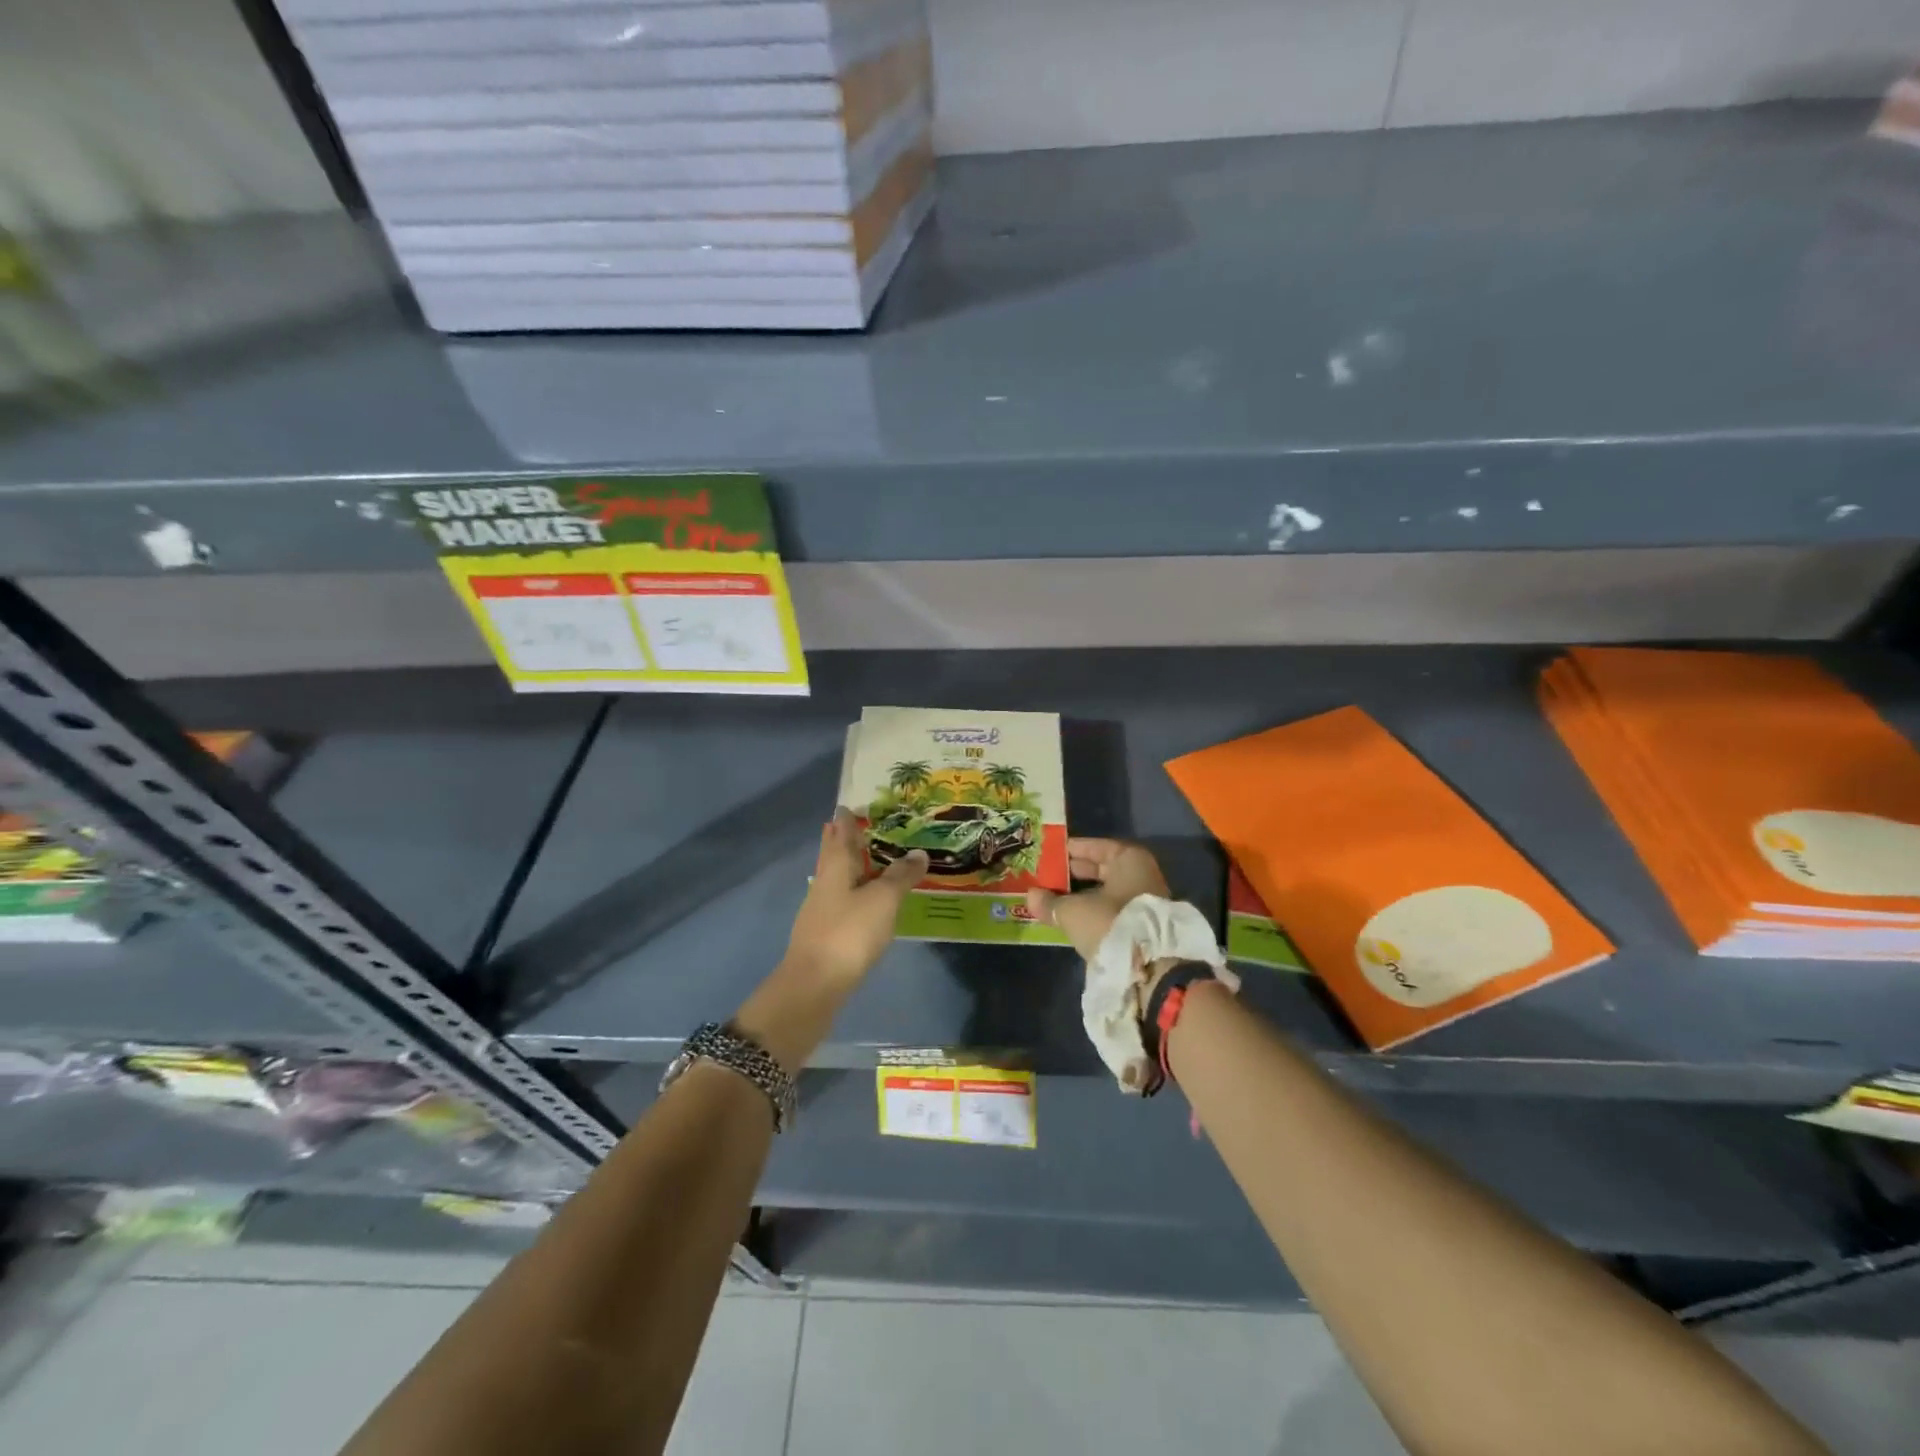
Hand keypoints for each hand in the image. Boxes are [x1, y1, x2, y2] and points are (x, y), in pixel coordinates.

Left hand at [783, 808, 927, 984]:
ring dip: (854, 867)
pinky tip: (869, 900)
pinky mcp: (826, 934)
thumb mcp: (883, 900)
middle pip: (835, 855)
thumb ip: (901, 876)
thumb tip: (918, 853)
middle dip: (846, 840)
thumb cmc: (849, 932)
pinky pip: (844, 902)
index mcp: (835, 867)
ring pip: (839, 879)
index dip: (846, 819)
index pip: (840, 833)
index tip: (851, 805)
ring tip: (874, 860)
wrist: (816, 985)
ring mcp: (822, 910)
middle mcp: (825, 883)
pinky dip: (857, 893)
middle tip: (862, 826)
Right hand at [1025, 838, 1169, 958]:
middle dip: (1074, 874)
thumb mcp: (1073, 911)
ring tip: (1054, 898)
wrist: (1151, 969)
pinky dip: (1093, 911)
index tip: (1048, 854)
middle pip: (1101, 869)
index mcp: (1129, 859)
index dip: (1069, 850)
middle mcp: (1141, 874)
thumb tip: (1030, 896)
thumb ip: (1050, 902)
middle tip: (1046, 876)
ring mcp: (1145, 901)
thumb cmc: (1111, 923)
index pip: (1093, 847)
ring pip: (1106, 892)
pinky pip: (1111, 910)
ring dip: (1082, 895)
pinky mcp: (1142, 926)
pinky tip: (1072, 917)